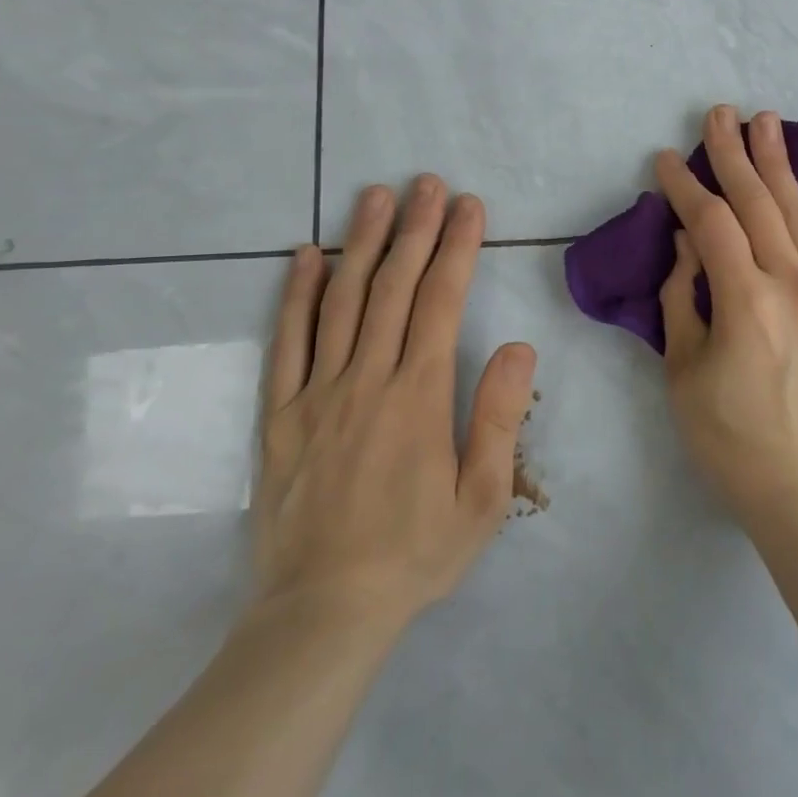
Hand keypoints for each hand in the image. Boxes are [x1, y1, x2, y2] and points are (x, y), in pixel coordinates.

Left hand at [251, 177, 537, 637]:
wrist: (323, 613)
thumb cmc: (415, 554)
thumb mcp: (481, 499)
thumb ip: (498, 416)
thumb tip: (516, 344)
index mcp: (418, 396)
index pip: (441, 302)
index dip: (458, 248)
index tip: (469, 207)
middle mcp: (367, 380)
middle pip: (392, 287)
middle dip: (415, 228)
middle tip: (426, 183)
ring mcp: (317, 393)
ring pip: (341, 301)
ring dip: (362, 243)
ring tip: (375, 196)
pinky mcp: (281, 415)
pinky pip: (287, 343)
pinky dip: (297, 294)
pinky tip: (307, 256)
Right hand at [655, 106, 797, 528]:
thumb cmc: (729, 438)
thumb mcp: (684, 370)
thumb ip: (683, 296)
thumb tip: (689, 242)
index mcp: (745, 301)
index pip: (712, 223)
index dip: (686, 186)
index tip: (667, 158)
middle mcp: (792, 284)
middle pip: (758, 203)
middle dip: (733, 154)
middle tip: (718, 113)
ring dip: (779, 163)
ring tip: (766, 121)